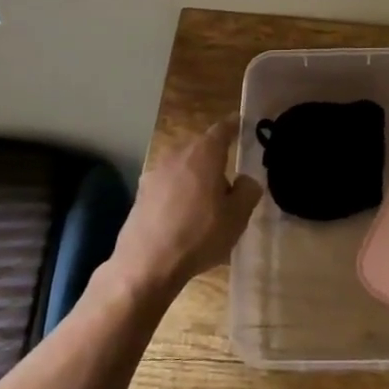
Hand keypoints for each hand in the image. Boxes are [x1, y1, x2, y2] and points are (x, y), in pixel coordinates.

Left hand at [109, 116, 261, 294]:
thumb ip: (247, 191)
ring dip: (195, 175)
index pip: (222, 128)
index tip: (241, 124)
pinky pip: (168, 184)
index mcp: (205, 153)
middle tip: (229, 173)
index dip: (234, 126)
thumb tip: (245, 181)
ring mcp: (155, 172)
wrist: (146, 264)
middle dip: (215, 156)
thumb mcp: (237, 217)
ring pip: (183, 166)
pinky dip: (178, 192)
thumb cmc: (199, 235)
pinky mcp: (141, 193)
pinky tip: (183, 215)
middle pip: (201, 147)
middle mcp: (178, 154)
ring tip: (207, 199)